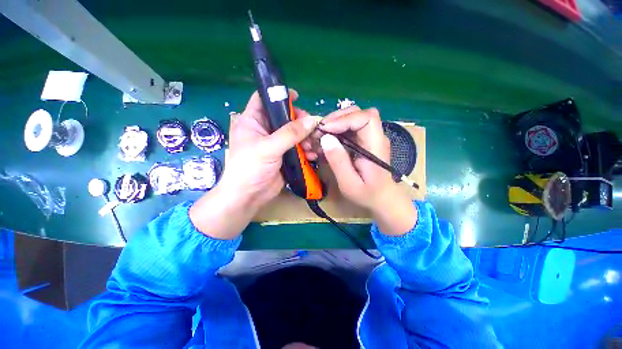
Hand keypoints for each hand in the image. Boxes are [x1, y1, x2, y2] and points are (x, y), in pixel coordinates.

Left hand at [189, 90, 316, 239]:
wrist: (248, 197)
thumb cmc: (249, 168)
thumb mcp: (269, 147)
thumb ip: (290, 133)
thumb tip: (312, 120)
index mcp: (252, 121)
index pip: (263, 99)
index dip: (278, 95)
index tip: (297, 97)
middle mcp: (264, 130)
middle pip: (284, 117)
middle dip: (299, 121)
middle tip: (312, 126)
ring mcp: (275, 144)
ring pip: (293, 134)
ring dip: (305, 138)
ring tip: (313, 145)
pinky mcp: (283, 156)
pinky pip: (297, 148)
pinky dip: (305, 150)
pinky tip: (312, 155)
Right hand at [317, 107, 416, 234]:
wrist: (382, 198)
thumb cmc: (368, 194)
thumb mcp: (349, 183)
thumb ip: (338, 161)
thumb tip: (325, 138)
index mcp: (375, 145)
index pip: (366, 118)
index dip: (344, 119)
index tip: (325, 130)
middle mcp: (374, 136)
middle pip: (357, 113)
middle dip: (335, 119)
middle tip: (319, 131)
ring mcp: (369, 138)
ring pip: (351, 119)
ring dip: (333, 124)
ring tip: (319, 137)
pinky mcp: (362, 141)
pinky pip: (348, 129)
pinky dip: (335, 132)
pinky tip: (325, 143)